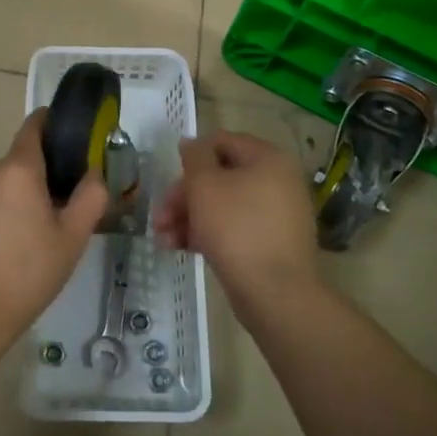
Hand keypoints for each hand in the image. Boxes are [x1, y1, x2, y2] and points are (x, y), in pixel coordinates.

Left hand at [0, 110, 108, 353]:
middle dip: (44, 174)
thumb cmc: (27, 272)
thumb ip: (90, 198)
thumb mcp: (72, 238)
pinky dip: (2, 210)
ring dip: (22, 195)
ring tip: (40, 233)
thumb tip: (94, 174)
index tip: (74, 139)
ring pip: (4, 182)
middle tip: (66, 206)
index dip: (55, 124)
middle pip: (22, 159)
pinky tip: (12, 245)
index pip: (35, 125)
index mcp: (17, 168)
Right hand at [154, 131, 320, 325]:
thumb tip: (191, 142)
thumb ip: (195, 158)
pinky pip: (235, 228)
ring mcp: (277, 214)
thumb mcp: (205, 186)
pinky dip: (209, 234)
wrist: (276, 293)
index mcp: (268, 159)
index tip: (168, 178)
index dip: (192, 156)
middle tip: (159, 217)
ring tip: (163, 239)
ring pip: (224, 205)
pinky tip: (182, 249)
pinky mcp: (271, 243)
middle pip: (220, 177)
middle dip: (184, 196)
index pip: (222, 142)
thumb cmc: (236, 228)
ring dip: (190, 217)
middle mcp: (278, 181)